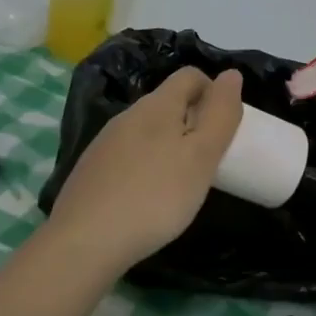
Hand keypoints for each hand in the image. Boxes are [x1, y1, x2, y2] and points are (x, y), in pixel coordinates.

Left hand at [48, 67, 244, 269]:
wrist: (84, 241)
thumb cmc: (155, 196)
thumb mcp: (201, 157)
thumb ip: (220, 115)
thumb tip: (231, 74)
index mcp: (156, 105)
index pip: (190, 76)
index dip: (214, 92)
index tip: (226, 128)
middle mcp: (127, 115)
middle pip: (168, 102)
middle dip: (193, 121)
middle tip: (210, 160)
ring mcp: (105, 142)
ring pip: (147, 130)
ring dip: (170, 145)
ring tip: (183, 183)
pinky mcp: (92, 169)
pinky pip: (129, 154)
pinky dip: (147, 166)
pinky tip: (149, 198)